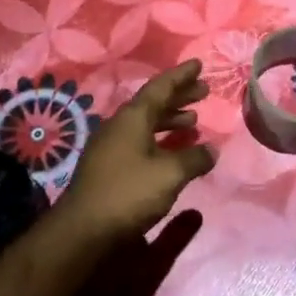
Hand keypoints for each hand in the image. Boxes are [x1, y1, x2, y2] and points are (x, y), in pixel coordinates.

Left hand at [60, 61, 216, 238]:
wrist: (83, 231)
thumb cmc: (128, 193)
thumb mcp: (169, 174)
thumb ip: (194, 158)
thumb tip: (212, 150)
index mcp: (132, 118)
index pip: (160, 87)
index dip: (181, 76)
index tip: (198, 65)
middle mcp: (119, 126)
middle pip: (153, 104)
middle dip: (179, 97)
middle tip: (203, 92)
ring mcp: (111, 146)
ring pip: (145, 124)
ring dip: (170, 121)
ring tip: (194, 124)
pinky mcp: (108, 167)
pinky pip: (139, 141)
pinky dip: (160, 140)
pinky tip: (173, 153)